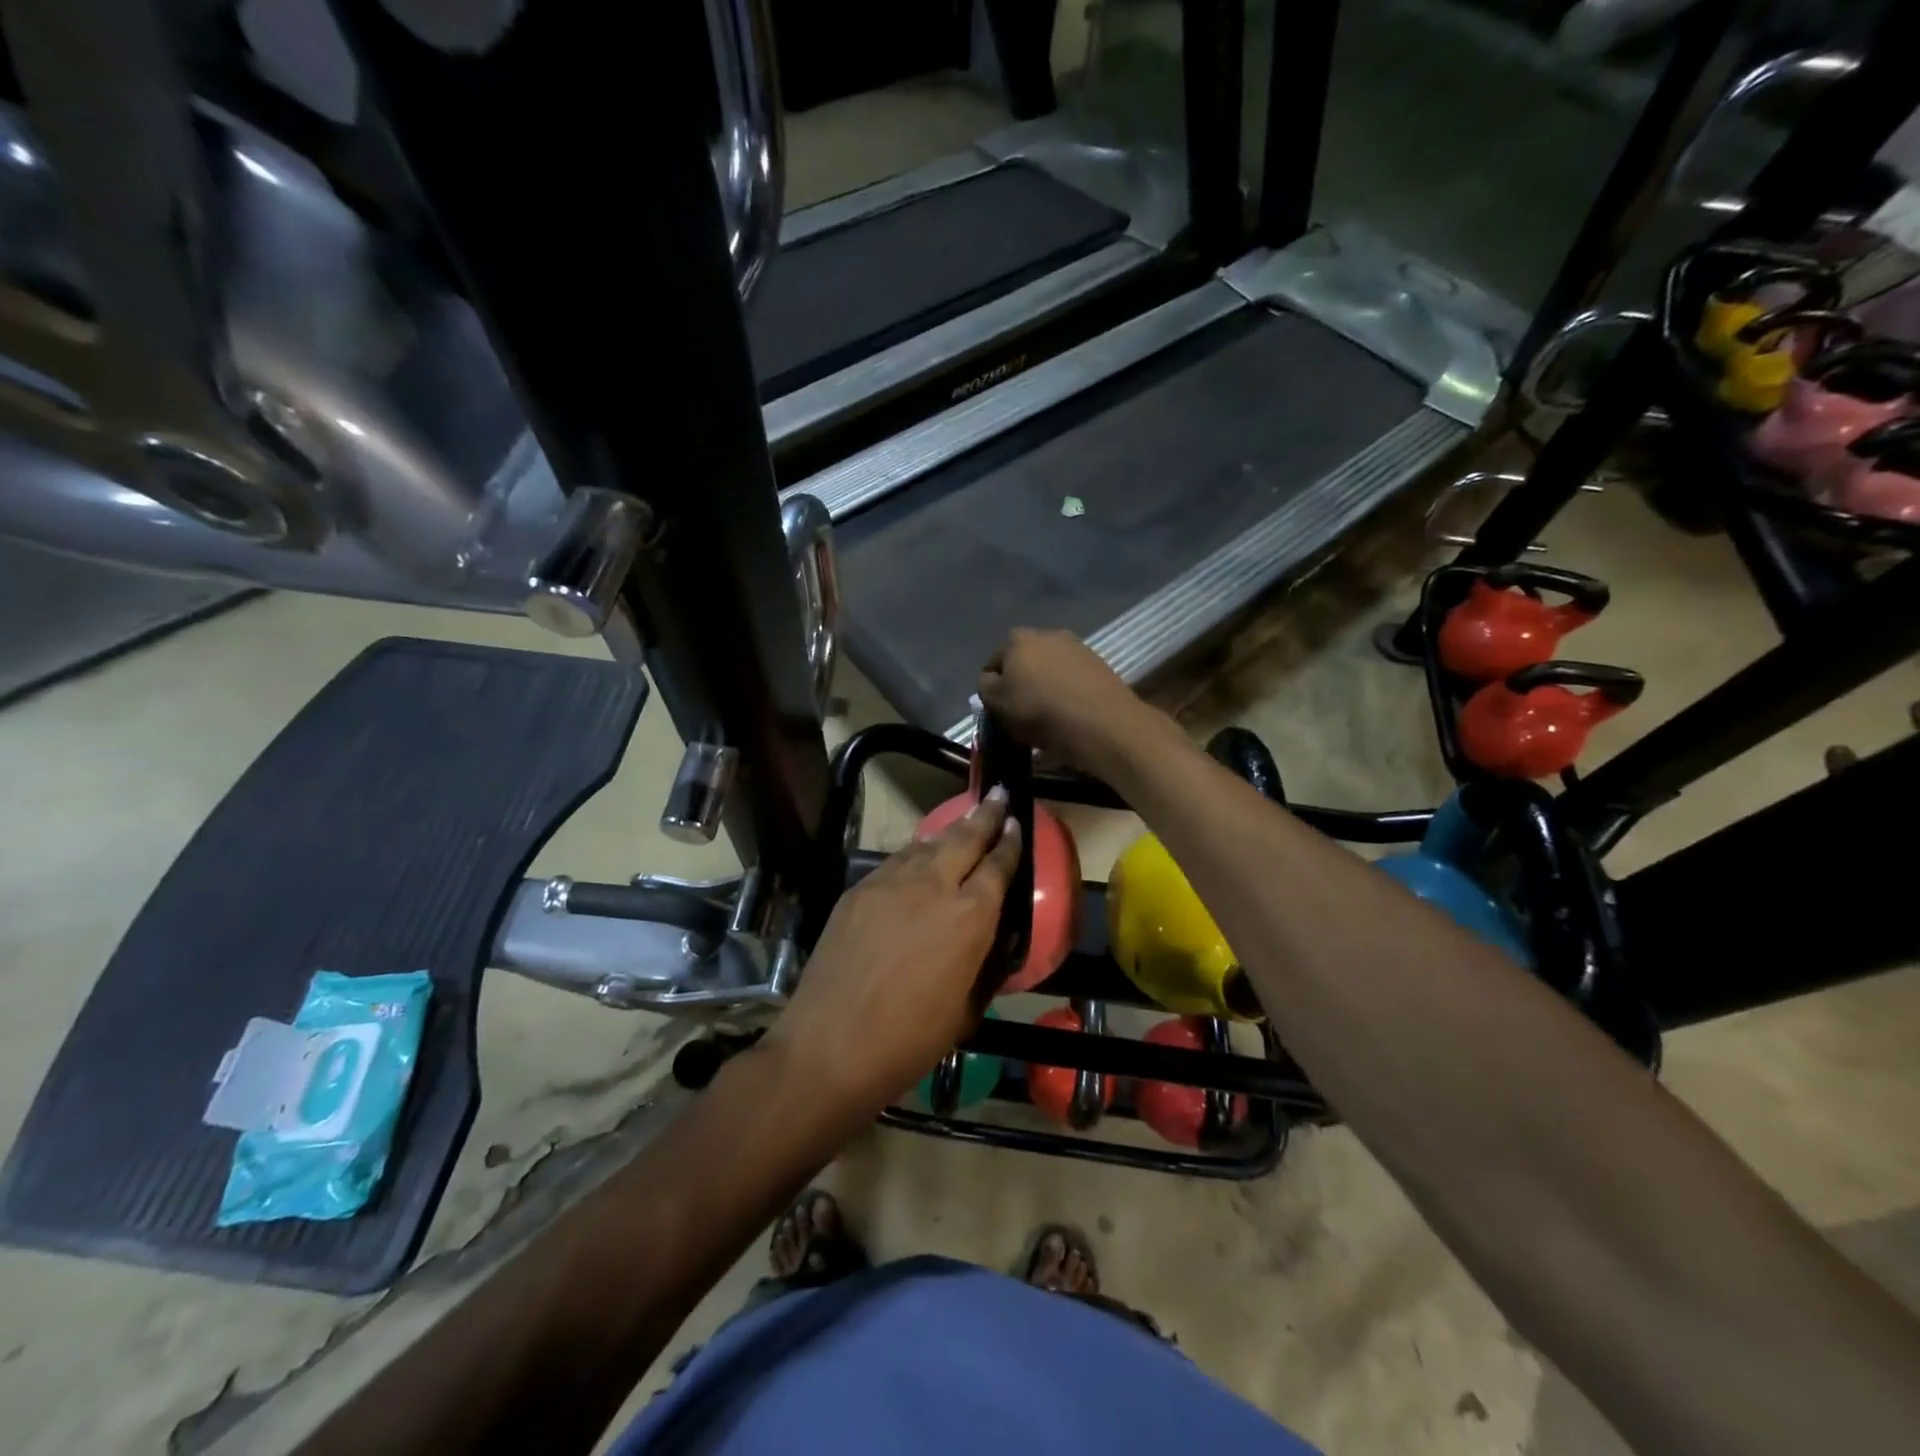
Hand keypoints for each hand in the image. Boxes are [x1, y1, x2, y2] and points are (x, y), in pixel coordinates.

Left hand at [766, 789, 1020, 1115]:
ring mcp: (890, 883)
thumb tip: (985, 943)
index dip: (1011, 842)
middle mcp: (933, 886)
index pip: (998, 866)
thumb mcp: (965, 1009)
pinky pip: (895, 862)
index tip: (1017, 823)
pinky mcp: (858, 890)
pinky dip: (914, 855)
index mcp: (970, 917)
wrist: (830, 1046)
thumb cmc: (909, 1041)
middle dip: (985, 815)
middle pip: (964, 838)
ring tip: (962, 824)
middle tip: (998, 796)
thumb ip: (980, 965)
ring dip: (948, 833)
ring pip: (926, 845)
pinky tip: (917, 859)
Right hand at [977, 628, 1157, 772]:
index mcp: (1017, 638)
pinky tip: (1070, 712)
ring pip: (1051, 669)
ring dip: (1046, 686)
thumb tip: (991, 680)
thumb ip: (985, 686)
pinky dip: (1068, 691)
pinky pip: (1073, 678)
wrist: (1100, 722)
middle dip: (1021, 681)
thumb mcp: (996, 702)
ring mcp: (1078, 647)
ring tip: (1048, 715)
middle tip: (1021, 711)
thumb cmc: (1039, 711)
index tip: (997, 709)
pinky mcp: (1100, 664)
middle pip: (1025, 661)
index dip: (992, 686)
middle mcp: (1048, 634)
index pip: (994, 662)